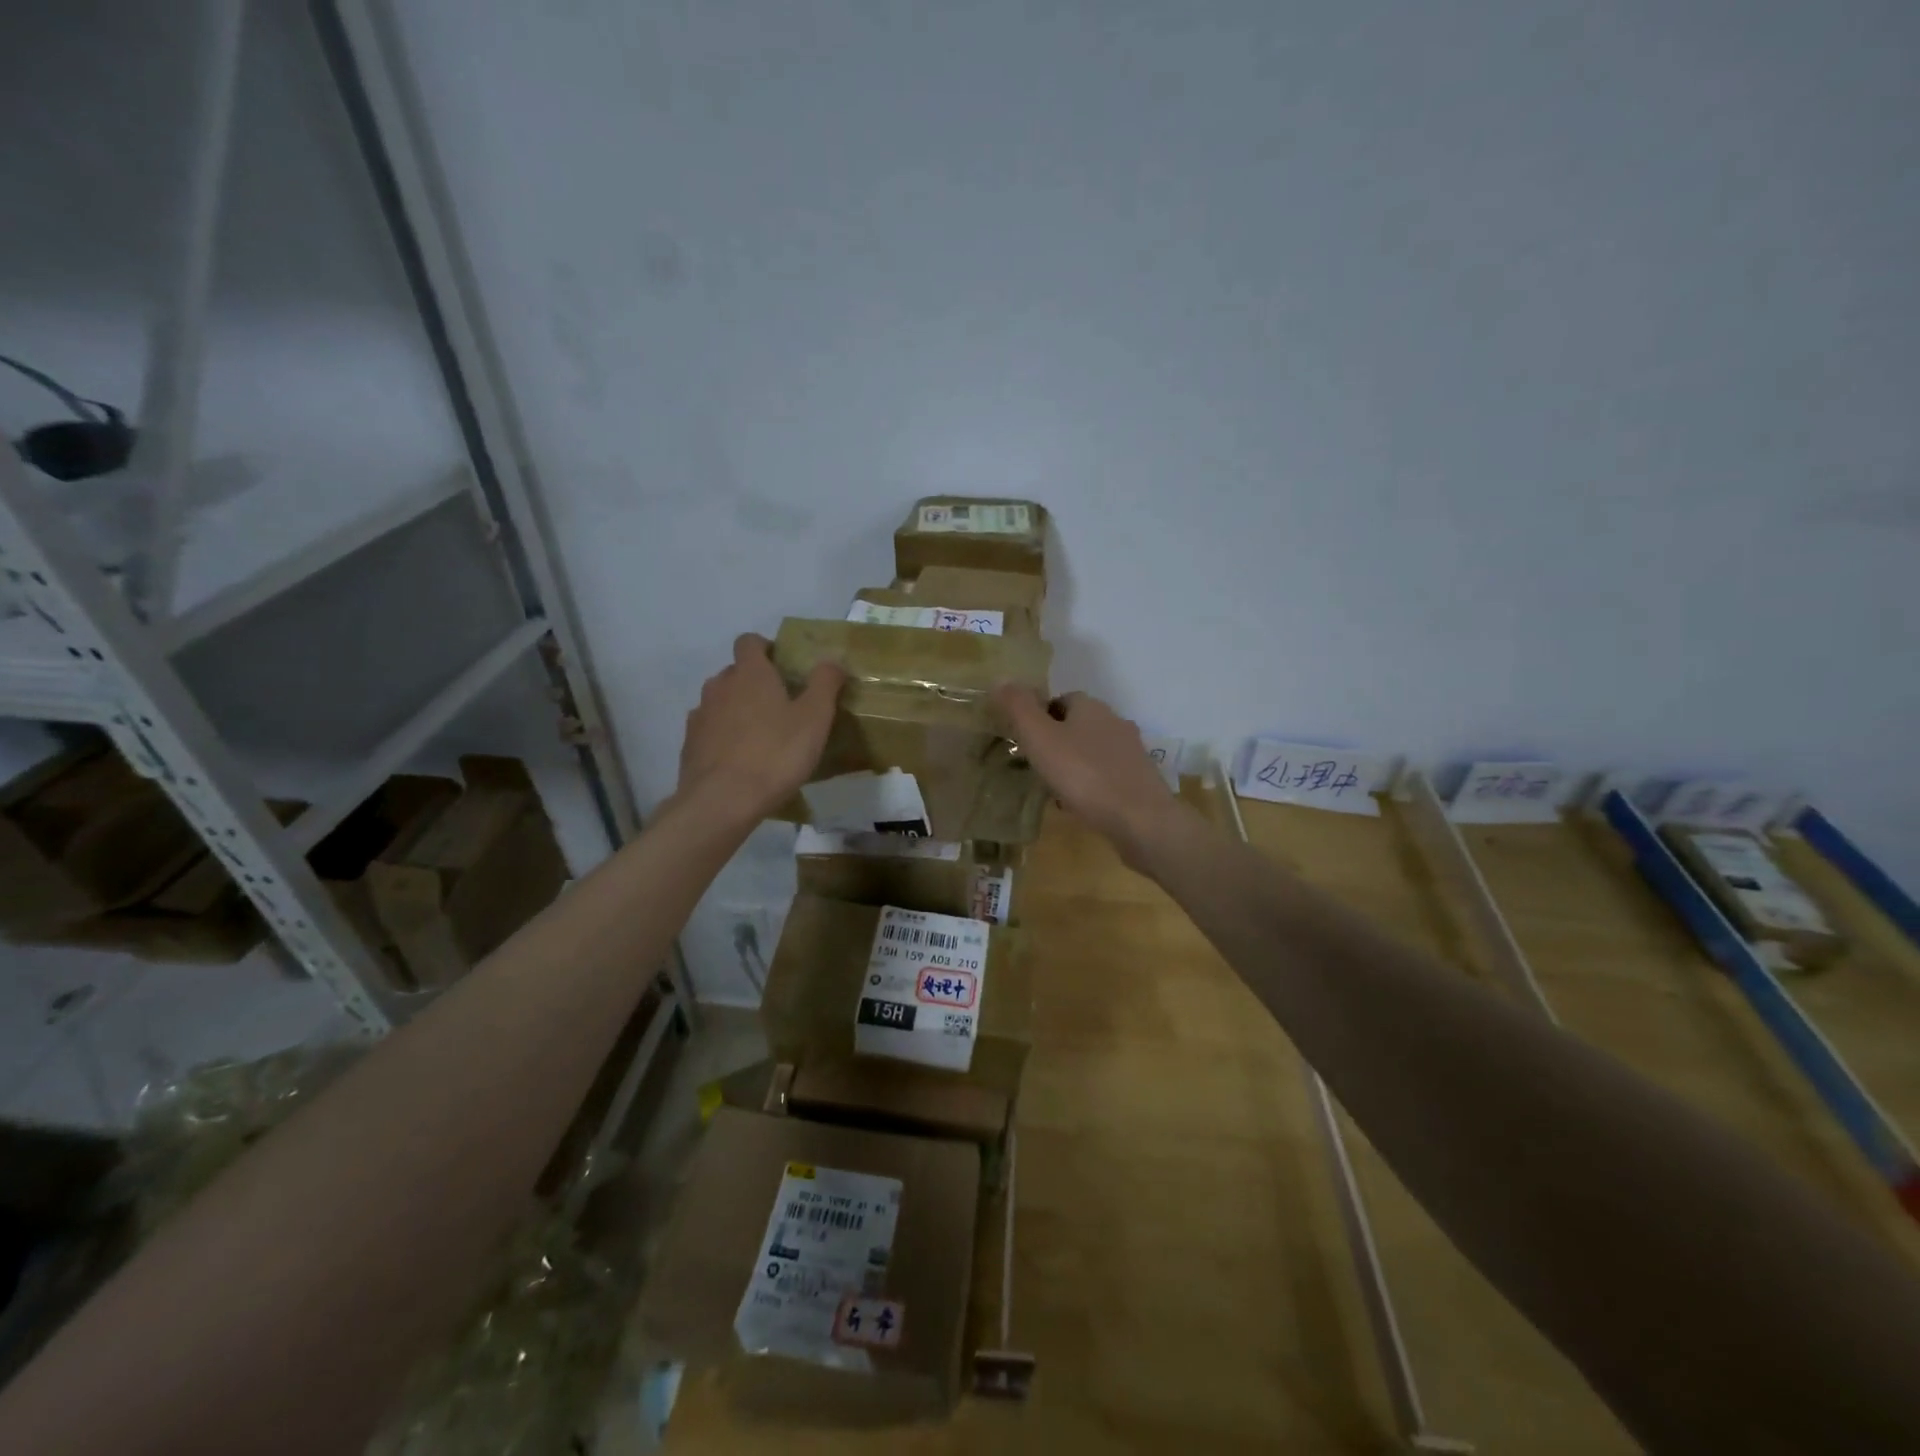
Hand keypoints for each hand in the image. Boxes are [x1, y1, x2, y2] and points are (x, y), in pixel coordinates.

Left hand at [679, 634, 844, 820]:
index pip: (749, 642)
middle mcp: (719, 686)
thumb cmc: (775, 754)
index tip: (784, 667)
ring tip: (761, 735)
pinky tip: (740, 759)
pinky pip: (709, 730)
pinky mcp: (690, 745)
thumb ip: (825, 684)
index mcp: (750, 673)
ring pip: (720, 701)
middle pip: (735, 672)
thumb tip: (831, 661)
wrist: (722, 800)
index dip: (766, 649)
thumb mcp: (815, 718)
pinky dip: (723, 736)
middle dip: (754, 682)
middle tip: (781, 706)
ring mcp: (700, 715)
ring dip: (737, 710)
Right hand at [992, 686, 1185, 865]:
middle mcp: (1115, 722)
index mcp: (1091, 707)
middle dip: (1056, 742)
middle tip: (1035, 766)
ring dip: (1074, 765)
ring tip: (1054, 789)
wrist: (1140, 820)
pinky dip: (1091, 785)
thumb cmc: (1084, 775)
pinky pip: (1107, 775)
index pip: (1060, 699)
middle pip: (1078, 725)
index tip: (1024, 740)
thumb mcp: (1040, 739)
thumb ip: (1019, 708)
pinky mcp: (1140, 780)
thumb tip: (1000, 679)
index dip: (1040, 717)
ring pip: (1092, 751)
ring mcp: (1131, 752)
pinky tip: (1080, 805)